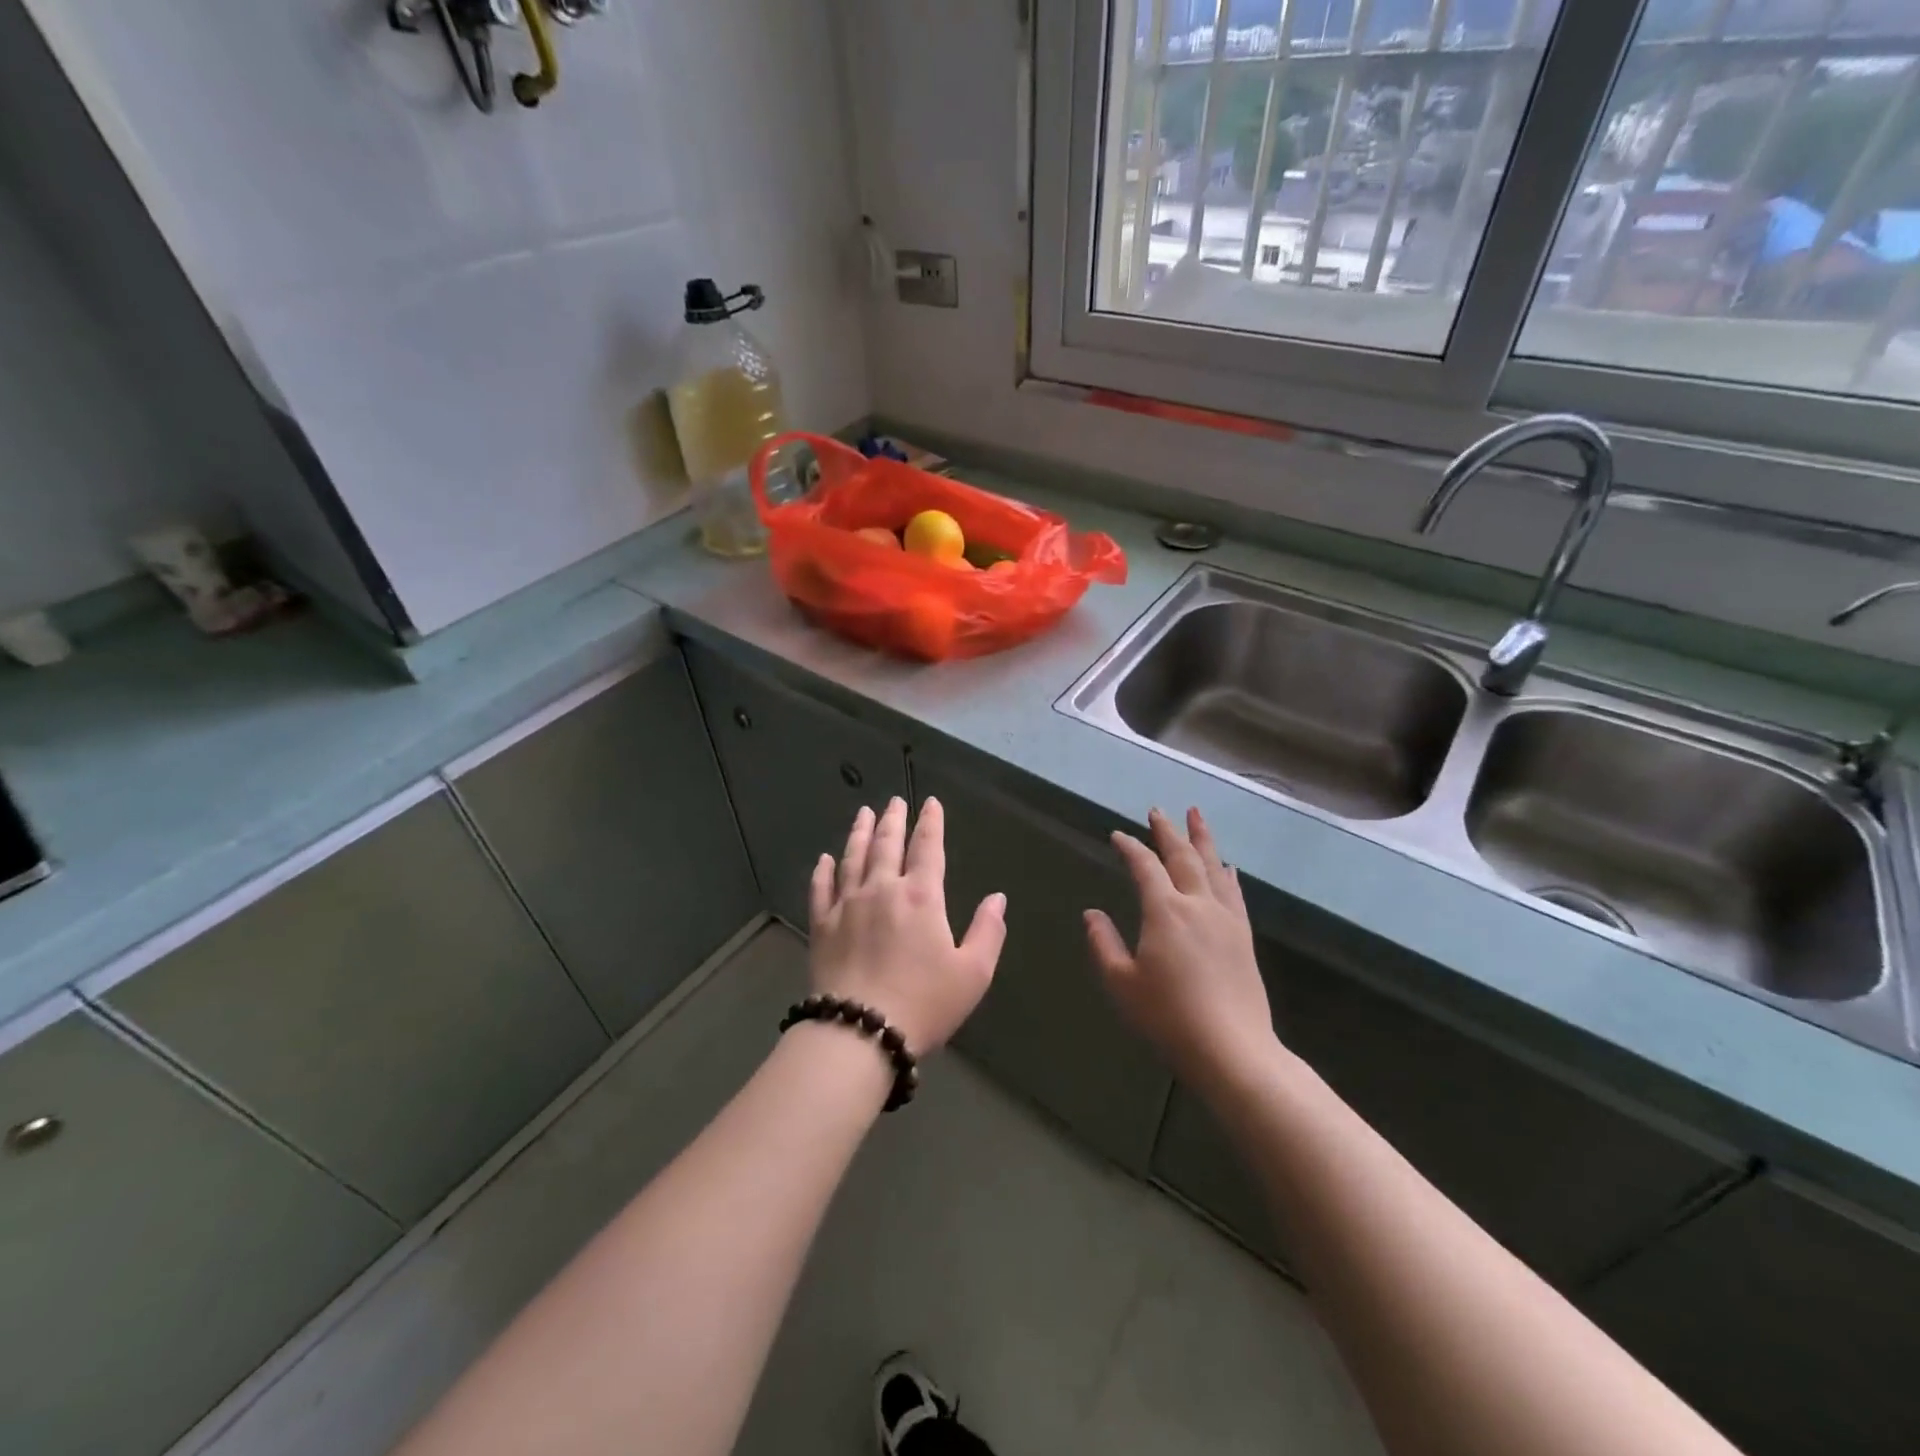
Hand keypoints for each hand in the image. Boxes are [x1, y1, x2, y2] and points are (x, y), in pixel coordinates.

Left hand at [809, 796, 1006, 1054]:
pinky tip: (825, 859)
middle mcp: (882, 890)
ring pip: (853, 858)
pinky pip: (821, 889)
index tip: (931, 803)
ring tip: (863, 813)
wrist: (860, 1031)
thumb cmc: (924, 1003)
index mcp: (921, 896)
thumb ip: (988, 931)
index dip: (931, 823)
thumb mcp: (973, 973)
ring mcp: (847, 905)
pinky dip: (823, 870)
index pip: (927, 848)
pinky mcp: (822, 926)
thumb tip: (997, 898)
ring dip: (859, 833)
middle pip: (886, 844)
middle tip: (894, 800)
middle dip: (892, 819)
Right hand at [1085, 807, 1278, 1094]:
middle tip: (1157, 810)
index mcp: (1164, 911)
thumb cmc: (1168, 1018)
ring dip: (1202, 838)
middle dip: (1167, 831)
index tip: (1118, 836)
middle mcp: (1197, 904)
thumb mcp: (1122, 984)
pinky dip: (1227, 873)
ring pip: (1213, 866)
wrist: (1232, 1050)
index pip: (1145, 867)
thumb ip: (1103, 944)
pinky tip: (1227, 866)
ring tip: (1196, 815)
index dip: (1130, 848)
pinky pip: (1234, 893)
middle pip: (1182, 856)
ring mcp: (1225, 918)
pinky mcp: (1243, 936)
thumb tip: (1091, 914)